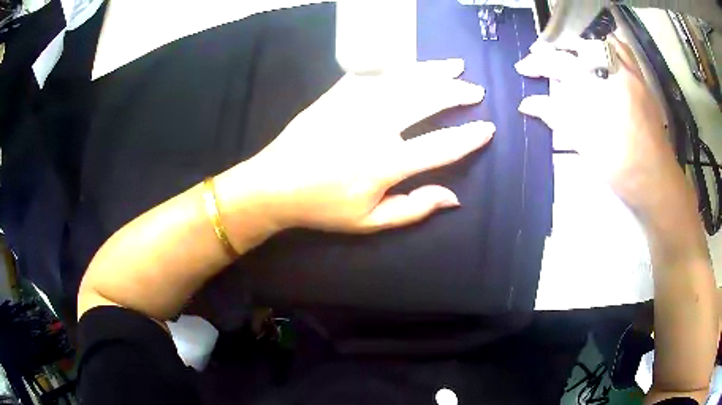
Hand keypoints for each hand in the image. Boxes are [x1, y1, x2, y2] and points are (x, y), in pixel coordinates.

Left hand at [228, 59, 494, 233]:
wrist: (274, 184)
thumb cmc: (323, 207)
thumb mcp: (369, 222)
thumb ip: (413, 209)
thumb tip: (453, 197)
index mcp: (385, 163)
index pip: (440, 146)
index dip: (468, 137)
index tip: (488, 128)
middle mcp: (374, 126)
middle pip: (426, 101)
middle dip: (456, 93)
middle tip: (475, 90)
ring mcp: (354, 105)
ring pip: (403, 79)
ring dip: (433, 71)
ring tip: (455, 65)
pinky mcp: (337, 94)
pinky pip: (374, 74)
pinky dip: (397, 67)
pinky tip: (411, 64)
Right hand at [515, 36, 682, 208]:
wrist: (658, 183)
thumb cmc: (623, 169)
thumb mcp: (586, 145)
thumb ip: (557, 117)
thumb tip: (528, 105)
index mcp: (603, 87)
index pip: (562, 63)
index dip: (538, 63)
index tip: (522, 68)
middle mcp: (618, 71)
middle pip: (580, 44)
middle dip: (556, 47)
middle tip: (541, 57)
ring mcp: (633, 73)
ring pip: (602, 40)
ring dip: (581, 42)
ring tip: (569, 52)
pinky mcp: (642, 81)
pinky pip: (623, 50)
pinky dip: (606, 45)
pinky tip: (599, 56)